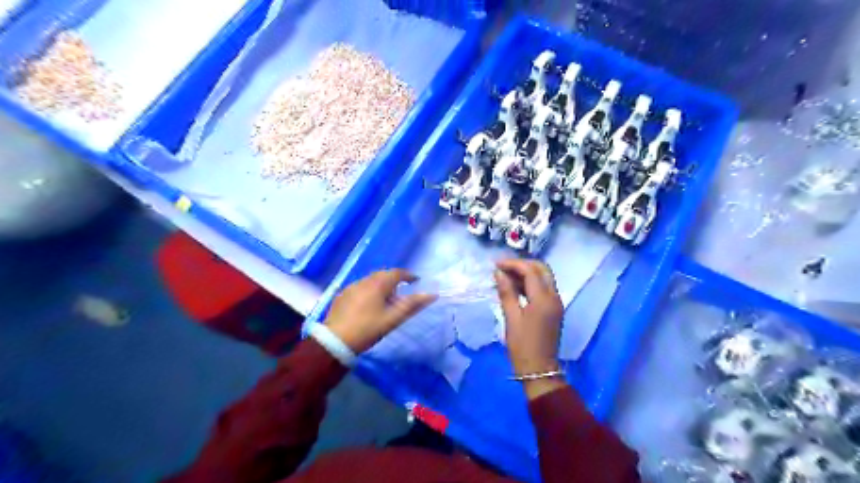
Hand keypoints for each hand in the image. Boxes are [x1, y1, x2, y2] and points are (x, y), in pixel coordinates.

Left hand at [325, 269, 437, 352]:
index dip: (408, 275)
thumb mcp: (393, 319)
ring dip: (381, 285)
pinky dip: (368, 291)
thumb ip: (412, 305)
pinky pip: (360, 287)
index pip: (397, 273)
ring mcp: (351, 287)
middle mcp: (364, 280)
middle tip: (402, 291)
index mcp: (378, 284)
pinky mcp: (342, 295)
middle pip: (383, 275)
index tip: (416, 281)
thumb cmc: (368, 329)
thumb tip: (432, 294)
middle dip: (394, 280)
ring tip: (386, 300)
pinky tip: (368, 305)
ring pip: (370, 281)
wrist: (335, 341)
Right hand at [494, 260, 568, 399]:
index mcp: (543, 299)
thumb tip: (499, 273)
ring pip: (544, 277)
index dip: (513, 264)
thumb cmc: (522, 346)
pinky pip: (543, 288)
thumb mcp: (511, 318)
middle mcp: (554, 296)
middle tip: (503, 267)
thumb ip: (506, 292)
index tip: (496, 265)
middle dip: (522, 264)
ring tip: (505, 276)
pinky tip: (514, 287)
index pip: (530, 271)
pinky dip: (530, 283)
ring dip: (526, 272)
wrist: (539, 370)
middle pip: (542, 269)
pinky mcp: (554, 309)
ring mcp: (556, 302)